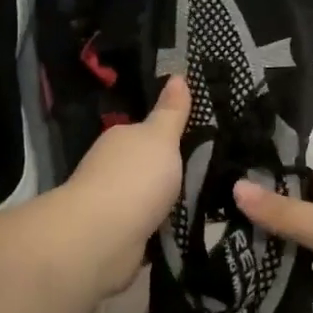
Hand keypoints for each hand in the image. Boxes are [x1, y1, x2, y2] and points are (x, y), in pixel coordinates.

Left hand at [57, 76, 190, 295]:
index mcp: (120, 139)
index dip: (168, 136)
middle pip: (145, 167)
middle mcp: (111, 169)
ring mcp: (112, 205)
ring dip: (164, 203)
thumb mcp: (161, 137)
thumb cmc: (135, 178)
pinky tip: (182, 232)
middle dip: (167, 172)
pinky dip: (159, 230)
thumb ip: (171, 112)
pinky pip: (146, 228)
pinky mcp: (118, 237)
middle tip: (209, 174)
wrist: (103, 236)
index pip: (145, 133)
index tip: (197, 142)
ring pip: (146, 199)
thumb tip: (177, 75)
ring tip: (203, 205)